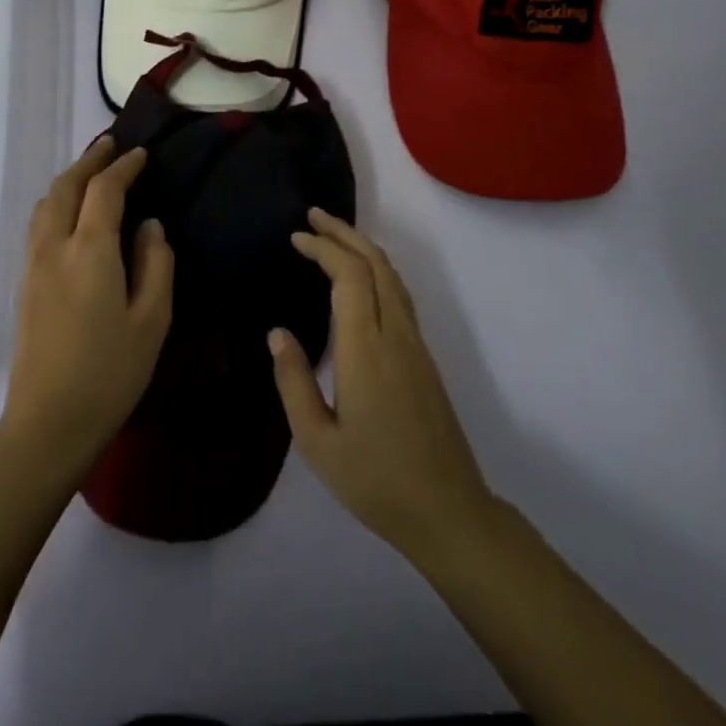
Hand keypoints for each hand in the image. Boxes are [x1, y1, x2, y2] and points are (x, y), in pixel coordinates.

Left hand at [0, 136, 173, 479]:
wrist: (48, 422)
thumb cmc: (110, 372)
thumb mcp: (152, 319)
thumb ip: (155, 264)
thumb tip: (150, 226)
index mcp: (89, 251)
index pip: (104, 191)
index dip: (123, 167)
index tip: (142, 155)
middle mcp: (55, 247)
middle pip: (66, 187)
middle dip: (89, 162)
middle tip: (111, 146)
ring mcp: (33, 266)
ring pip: (46, 204)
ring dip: (69, 180)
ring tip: (91, 173)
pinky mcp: (25, 285)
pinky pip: (39, 225)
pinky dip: (57, 203)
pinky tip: (72, 214)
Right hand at [271, 209, 495, 561]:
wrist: (448, 510)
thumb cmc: (375, 480)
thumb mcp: (317, 442)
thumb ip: (294, 382)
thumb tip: (277, 333)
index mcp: (365, 349)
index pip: (348, 275)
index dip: (323, 248)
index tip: (296, 238)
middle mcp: (394, 334)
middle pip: (374, 263)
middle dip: (343, 233)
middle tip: (313, 216)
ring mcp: (415, 343)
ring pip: (392, 275)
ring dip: (363, 247)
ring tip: (334, 235)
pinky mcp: (424, 356)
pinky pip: (400, 294)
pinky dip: (377, 269)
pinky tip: (363, 277)